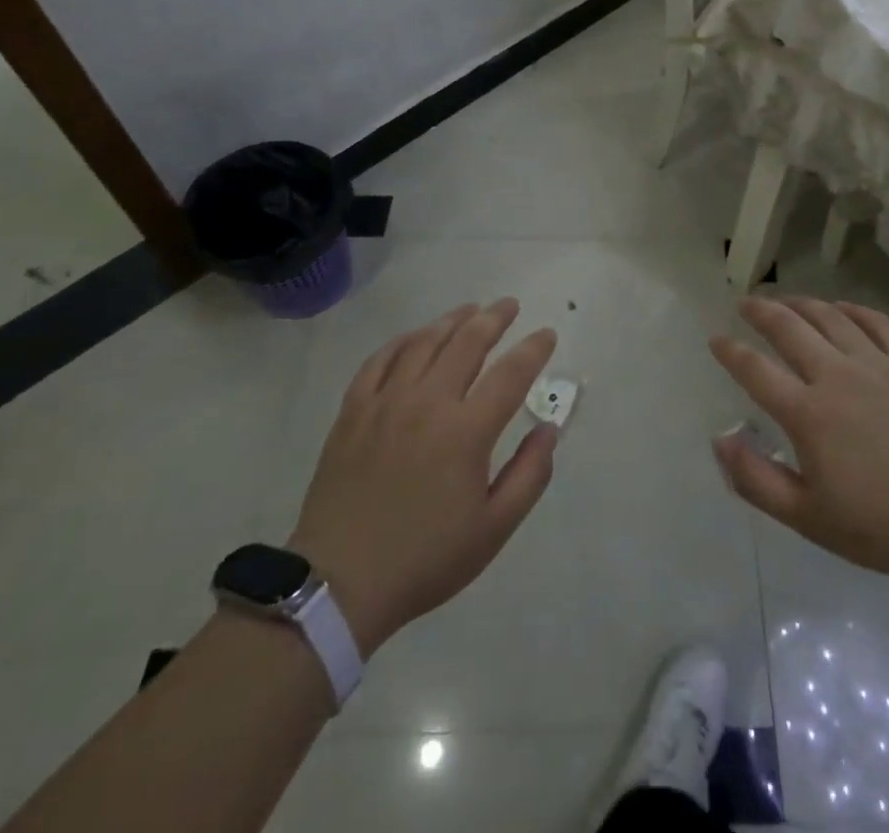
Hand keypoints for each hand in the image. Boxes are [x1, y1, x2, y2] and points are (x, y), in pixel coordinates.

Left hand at [288, 300, 557, 657]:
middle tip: (509, 305)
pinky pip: (379, 360)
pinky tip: (415, 336)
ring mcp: (386, 402)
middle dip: (494, 318)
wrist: (339, 584)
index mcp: (466, 432)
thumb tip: (549, 429)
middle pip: (467, 342)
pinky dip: (402, 341)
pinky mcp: (353, 411)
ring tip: (469, 309)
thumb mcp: (493, 530)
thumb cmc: (425, 559)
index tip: (547, 334)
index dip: (533, 349)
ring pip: (423, 342)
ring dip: (451, 320)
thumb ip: (529, 475)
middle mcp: (428, 403)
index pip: (511, 373)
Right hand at [710, 297, 888, 586]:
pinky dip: (853, 309)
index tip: (715, 339)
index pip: (755, 370)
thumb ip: (757, 480)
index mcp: (808, 414)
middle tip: (745, 303)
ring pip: (830, 317)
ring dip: (802, 303)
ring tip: (786, 301)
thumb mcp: (808, 518)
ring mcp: (878, 364)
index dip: (730, 351)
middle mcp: (837, 376)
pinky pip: (877, 322)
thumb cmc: (884, 526)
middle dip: (761, 311)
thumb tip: (720, 440)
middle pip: (789, 328)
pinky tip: (842, 308)